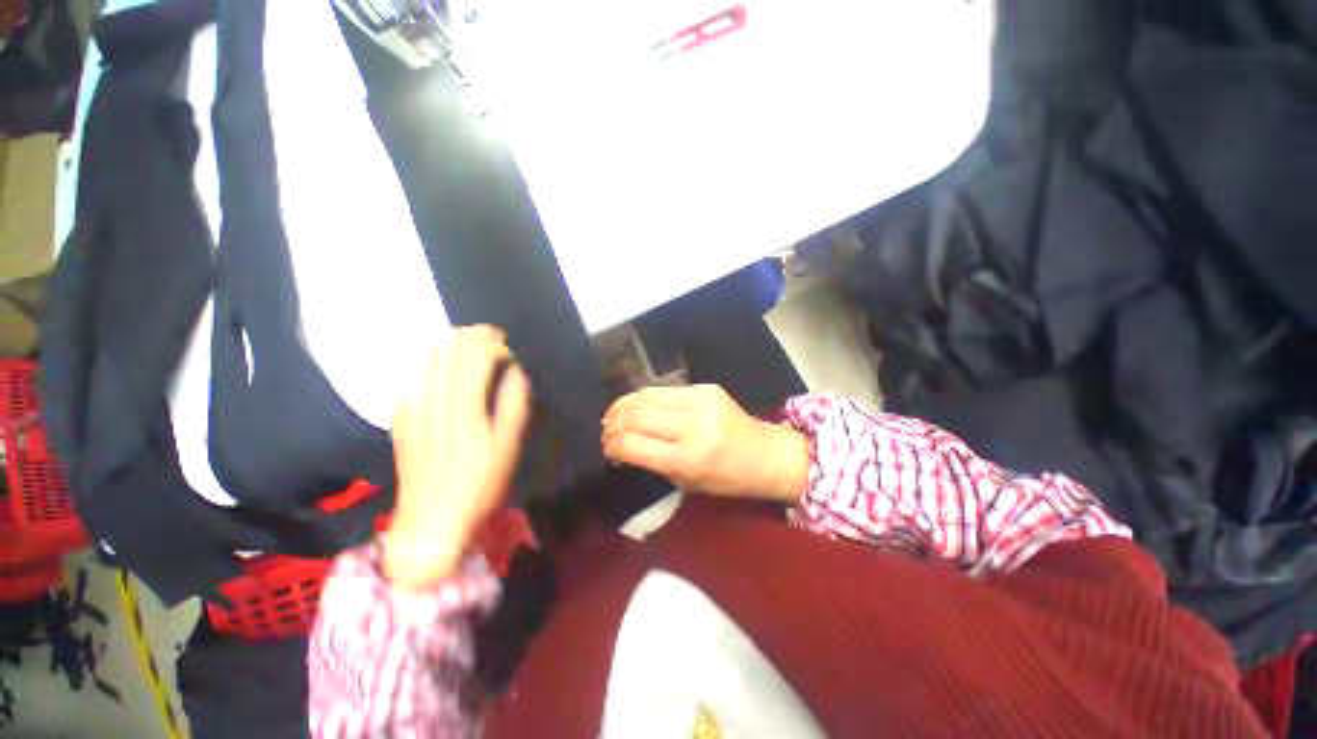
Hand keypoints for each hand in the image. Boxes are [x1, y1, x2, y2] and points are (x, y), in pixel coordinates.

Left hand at [386, 326, 530, 587]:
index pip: (475, 360)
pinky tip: (432, 361)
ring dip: (446, 346)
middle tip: (485, 331)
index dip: (489, 343)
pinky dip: (424, 365)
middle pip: (450, 357)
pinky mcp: (402, 421)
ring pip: (427, 364)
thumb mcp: (507, 448)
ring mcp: (414, 411)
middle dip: (468, 338)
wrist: (430, 522)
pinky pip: (411, 381)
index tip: (503, 338)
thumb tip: (515, 372)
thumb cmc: (480, 486)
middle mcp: (436, 402)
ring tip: (461, 337)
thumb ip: (513, 406)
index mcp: (467, 409)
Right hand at [601, 384, 809, 503]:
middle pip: (635, 415)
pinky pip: (665, 390)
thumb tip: (621, 445)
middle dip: (613, 423)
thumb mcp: (685, 482)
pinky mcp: (706, 387)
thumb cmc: (726, 479)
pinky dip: (646, 398)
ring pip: (646, 395)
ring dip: (624, 405)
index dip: (612, 446)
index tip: (607, 449)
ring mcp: (700, 401)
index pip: (632, 445)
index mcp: (687, 459)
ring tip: (615, 414)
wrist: (765, 454)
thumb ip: (651, 462)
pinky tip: (639, 406)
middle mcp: (692, 426)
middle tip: (606, 430)